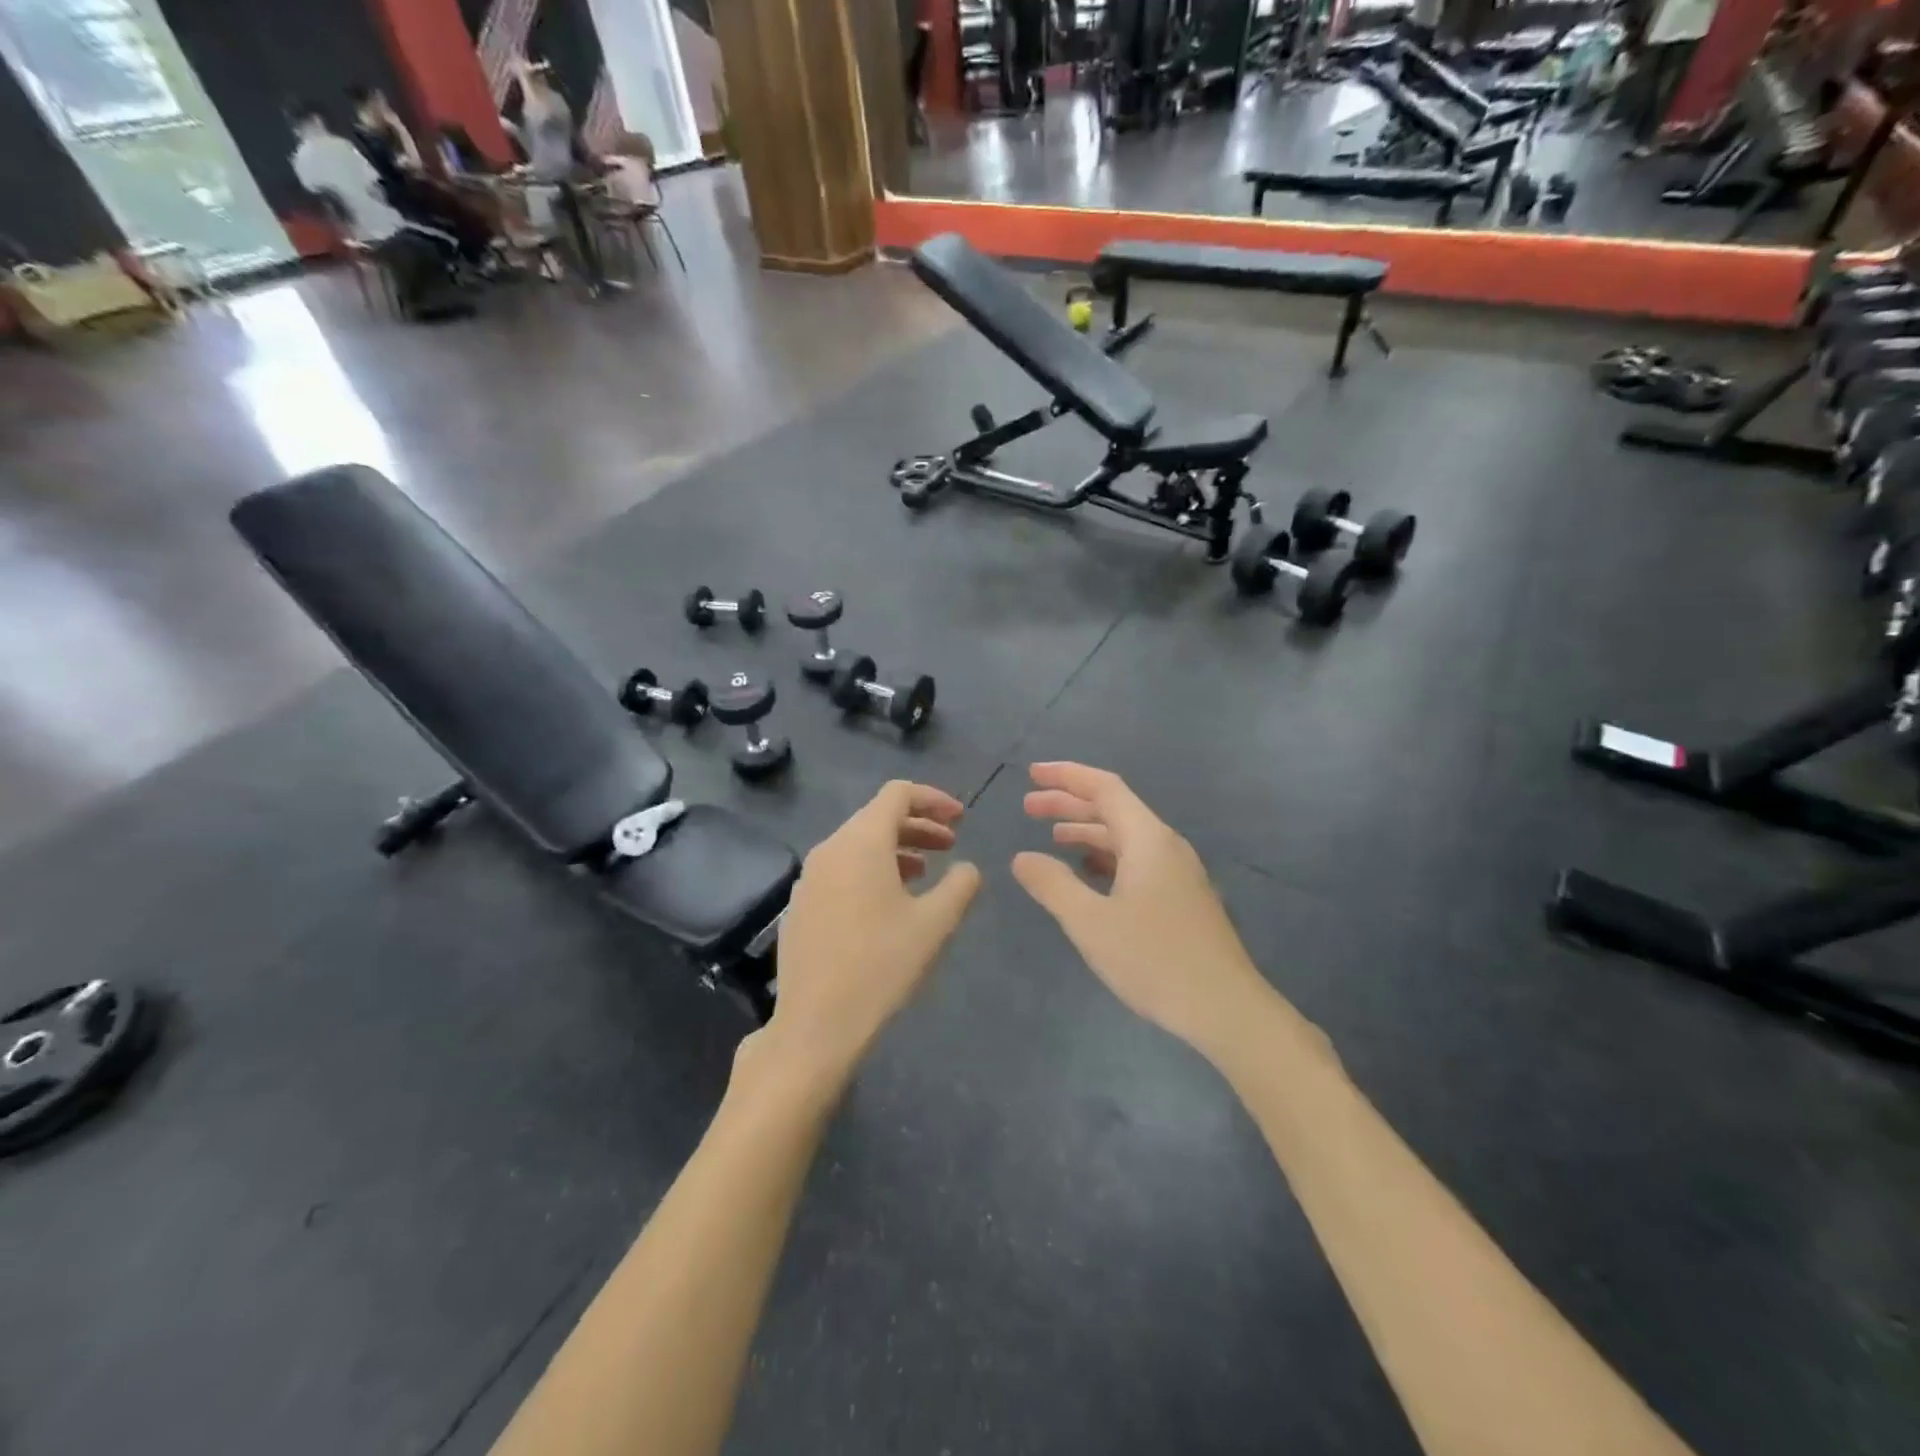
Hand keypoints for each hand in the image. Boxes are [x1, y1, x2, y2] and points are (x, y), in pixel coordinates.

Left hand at [758, 782, 980, 1087]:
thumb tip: (968, 868)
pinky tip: (888, 904)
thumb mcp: (935, 924)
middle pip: (877, 817)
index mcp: (861, 842)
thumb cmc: (882, 966)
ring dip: (896, 849)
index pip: (898, 794)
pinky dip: (870, 870)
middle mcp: (830, 849)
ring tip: (924, 874)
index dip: (934, 799)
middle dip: (918, 825)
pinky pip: (841, 869)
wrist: (816, 1024)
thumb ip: (960, 885)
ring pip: (858, 845)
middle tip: (951, 845)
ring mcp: (809, 877)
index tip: (961, 819)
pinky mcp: (801, 905)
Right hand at [1013, 762, 1272, 1055]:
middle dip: (1069, 803)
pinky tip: (1087, 874)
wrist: (1226, 1009)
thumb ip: (1052, 885)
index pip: (1104, 787)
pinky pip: (1136, 861)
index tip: (1031, 774)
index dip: (1066, 776)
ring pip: (1125, 837)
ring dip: (1086, 831)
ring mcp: (1178, 873)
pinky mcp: (1181, 898)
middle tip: (1028, 807)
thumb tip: (1022, 858)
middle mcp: (1166, 846)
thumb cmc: (1154, 959)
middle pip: (1113, 809)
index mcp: (1148, 839)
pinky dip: (1105, 857)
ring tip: (1051, 837)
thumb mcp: (1091, 923)